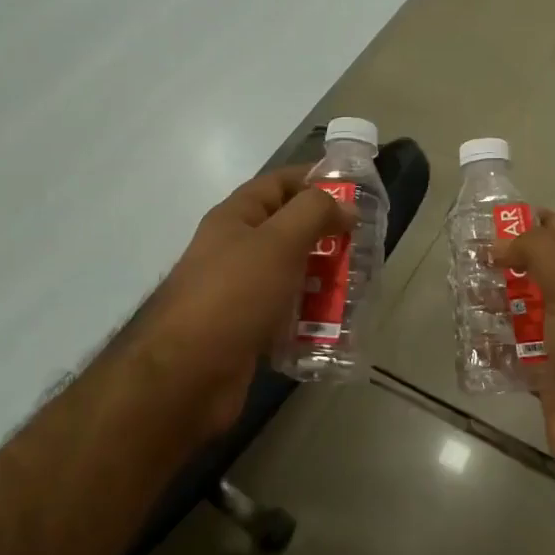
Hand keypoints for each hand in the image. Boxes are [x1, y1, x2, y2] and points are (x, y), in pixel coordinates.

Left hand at [127, 166, 352, 438]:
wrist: (188, 375)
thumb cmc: (233, 296)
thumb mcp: (278, 243)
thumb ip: (313, 214)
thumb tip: (345, 206)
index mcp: (235, 218)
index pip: (278, 183)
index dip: (315, 180)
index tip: (356, 191)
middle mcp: (235, 249)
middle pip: (288, 229)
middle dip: (327, 234)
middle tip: (365, 244)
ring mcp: (240, 291)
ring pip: (291, 273)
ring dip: (324, 277)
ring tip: (360, 285)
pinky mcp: (248, 328)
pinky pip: (287, 312)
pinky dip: (311, 314)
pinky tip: (337, 324)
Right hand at [493, 210, 554, 486]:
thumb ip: (541, 253)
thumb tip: (504, 243)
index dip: (541, 224)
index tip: (500, 220)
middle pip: (545, 274)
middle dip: (510, 264)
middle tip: (470, 258)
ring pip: (527, 312)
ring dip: (497, 301)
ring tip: (462, 293)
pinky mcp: (549, 377)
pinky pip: (517, 351)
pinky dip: (495, 343)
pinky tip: (469, 336)